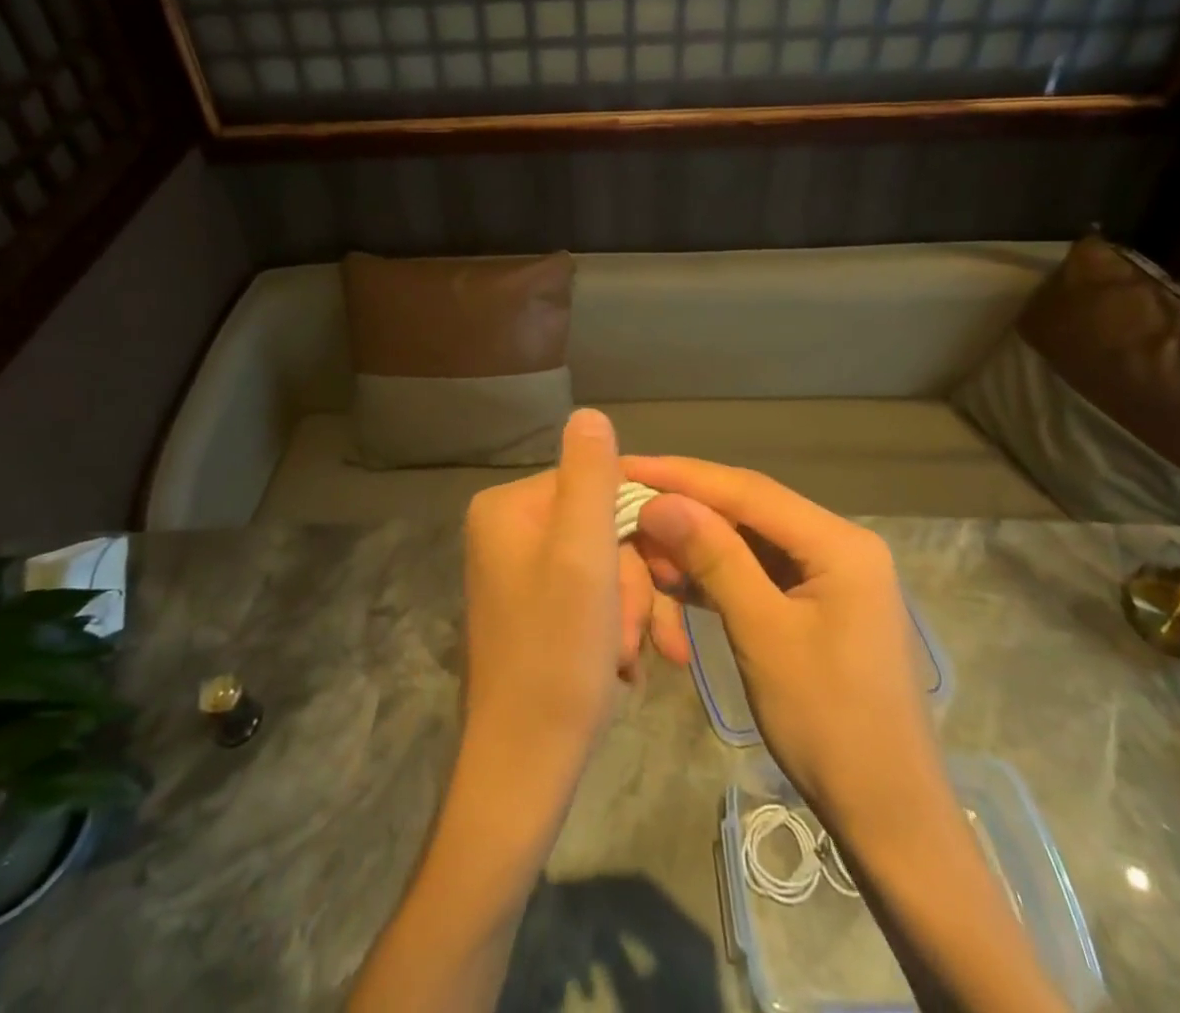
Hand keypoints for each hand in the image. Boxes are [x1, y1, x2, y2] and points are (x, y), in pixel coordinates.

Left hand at [460, 409, 660, 788]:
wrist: (526, 767)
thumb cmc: (557, 656)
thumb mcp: (583, 556)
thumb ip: (591, 478)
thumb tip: (589, 412)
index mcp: (510, 508)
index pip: (598, 484)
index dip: (642, 526)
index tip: (671, 573)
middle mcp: (508, 531)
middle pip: (603, 528)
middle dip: (636, 582)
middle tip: (650, 633)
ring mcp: (520, 572)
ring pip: (605, 566)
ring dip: (633, 610)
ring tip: (639, 658)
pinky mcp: (535, 608)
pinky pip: (591, 596)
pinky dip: (617, 628)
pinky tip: (627, 666)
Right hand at [623, 457, 936, 819]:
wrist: (889, 817)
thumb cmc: (830, 725)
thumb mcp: (763, 634)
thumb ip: (715, 558)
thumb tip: (660, 501)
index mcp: (840, 543)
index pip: (748, 491)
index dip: (683, 476)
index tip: (628, 465)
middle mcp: (839, 544)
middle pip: (750, 510)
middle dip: (688, 508)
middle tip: (629, 506)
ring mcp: (831, 574)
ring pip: (750, 540)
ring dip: (699, 545)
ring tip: (647, 550)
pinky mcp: (818, 603)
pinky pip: (759, 572)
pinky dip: (719, 574)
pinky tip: (678, 580)